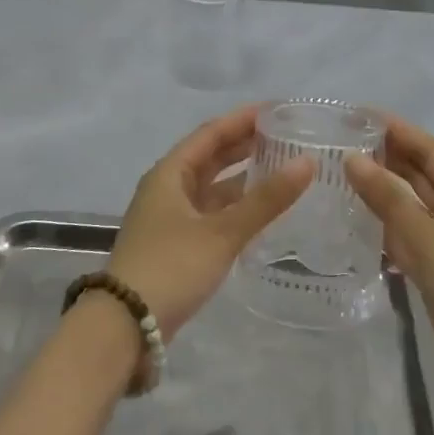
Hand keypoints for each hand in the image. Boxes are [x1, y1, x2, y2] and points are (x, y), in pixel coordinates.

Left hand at [108, 105, 315, 340]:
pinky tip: (260, 210)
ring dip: (242, 177)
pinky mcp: (176, 243)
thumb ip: (266, 199)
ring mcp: (170, 217)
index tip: (277, 109)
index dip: (242, 119)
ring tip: (281, 168)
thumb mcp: (222, 232)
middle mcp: (167, 188)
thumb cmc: (172, 266)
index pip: (211, 133)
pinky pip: (211, 211)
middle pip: (210, 157)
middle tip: (285, 135)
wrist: (125, 325)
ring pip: (211, 186)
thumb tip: (307, 162)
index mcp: (170, 173)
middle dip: (244, 145)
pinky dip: (235, 206)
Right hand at [345, 115, 433, 425]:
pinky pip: (405, 241)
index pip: (429, 150)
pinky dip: (382, 231)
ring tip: (335, 177)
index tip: (357, 113)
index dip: (396, 129)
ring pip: (408, 209)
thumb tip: (352, 158)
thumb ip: (389, 200)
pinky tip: (352, 226)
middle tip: (336, 143)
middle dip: (383, 158)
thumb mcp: (430, 241)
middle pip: (417, 176)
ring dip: (378, 194)